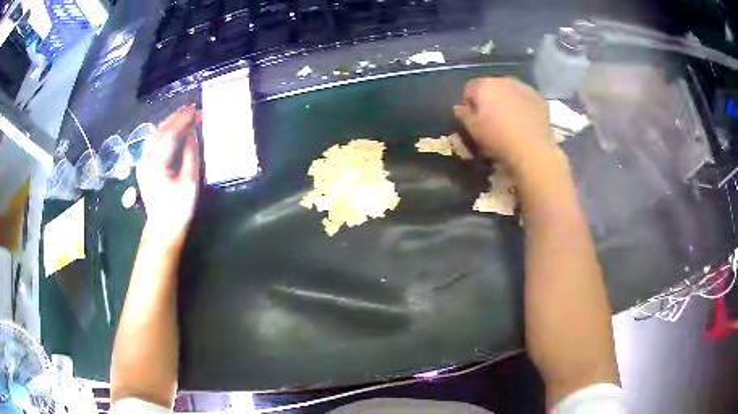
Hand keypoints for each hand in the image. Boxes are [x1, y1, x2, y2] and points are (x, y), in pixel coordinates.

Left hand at [137, 105, 200, 243]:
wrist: (163, 229)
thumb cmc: (178, 208)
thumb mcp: (190, 182)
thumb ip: (190, 154)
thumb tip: (192, 133)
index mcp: (156, 164)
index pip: (170, 134)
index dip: (183, 120)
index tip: (195, 109)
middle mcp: (145, 160)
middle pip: (159, 131)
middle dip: (176, 118)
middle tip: (191, 108)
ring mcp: (142, 163)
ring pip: (154, 135)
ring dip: (169, 123)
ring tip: (184, 115)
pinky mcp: (143, 166)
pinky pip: (153, 142)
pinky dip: (163, 132)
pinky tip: (172, 130)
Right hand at [454, 77, 558, 170]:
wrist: (532, 150)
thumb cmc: (498, 139)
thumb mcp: (473, 130)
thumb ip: (464, 115)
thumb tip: (459, 107)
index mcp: (484, 86)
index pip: (470, 88)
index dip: (469, 102)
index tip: (473, 117)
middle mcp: (503, 81)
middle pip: (491, 86)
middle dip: (489, 99)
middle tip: (491, 118)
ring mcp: (523, 88)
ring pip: (509, 90)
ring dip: (506, 100)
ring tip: (509, 119)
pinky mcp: (538, 98)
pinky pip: (525, 98)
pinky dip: (522, 105)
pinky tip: (523, 121)